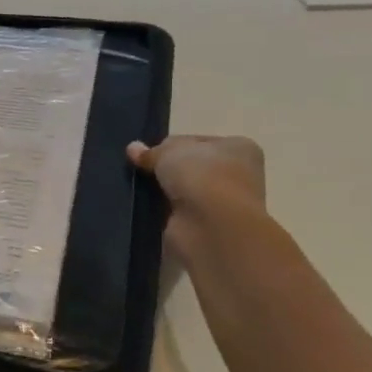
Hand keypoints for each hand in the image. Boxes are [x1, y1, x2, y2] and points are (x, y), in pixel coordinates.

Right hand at [127, 135, 265, 251]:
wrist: (213, 227)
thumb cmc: (201, 176)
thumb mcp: (169, 151)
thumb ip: (152, 151)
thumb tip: (133, 148)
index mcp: (238, 148)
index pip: (198, 142)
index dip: (172, 146)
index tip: (150, 153)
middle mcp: (237, 175)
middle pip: (192, 168)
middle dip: (168, 171)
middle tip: (142, 171)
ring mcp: (223, 204)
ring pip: (184, 192)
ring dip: (165, 193)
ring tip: (140, 190)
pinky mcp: (208, 228)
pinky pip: (179, 214)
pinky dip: (164, 213)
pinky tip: (147, 210)